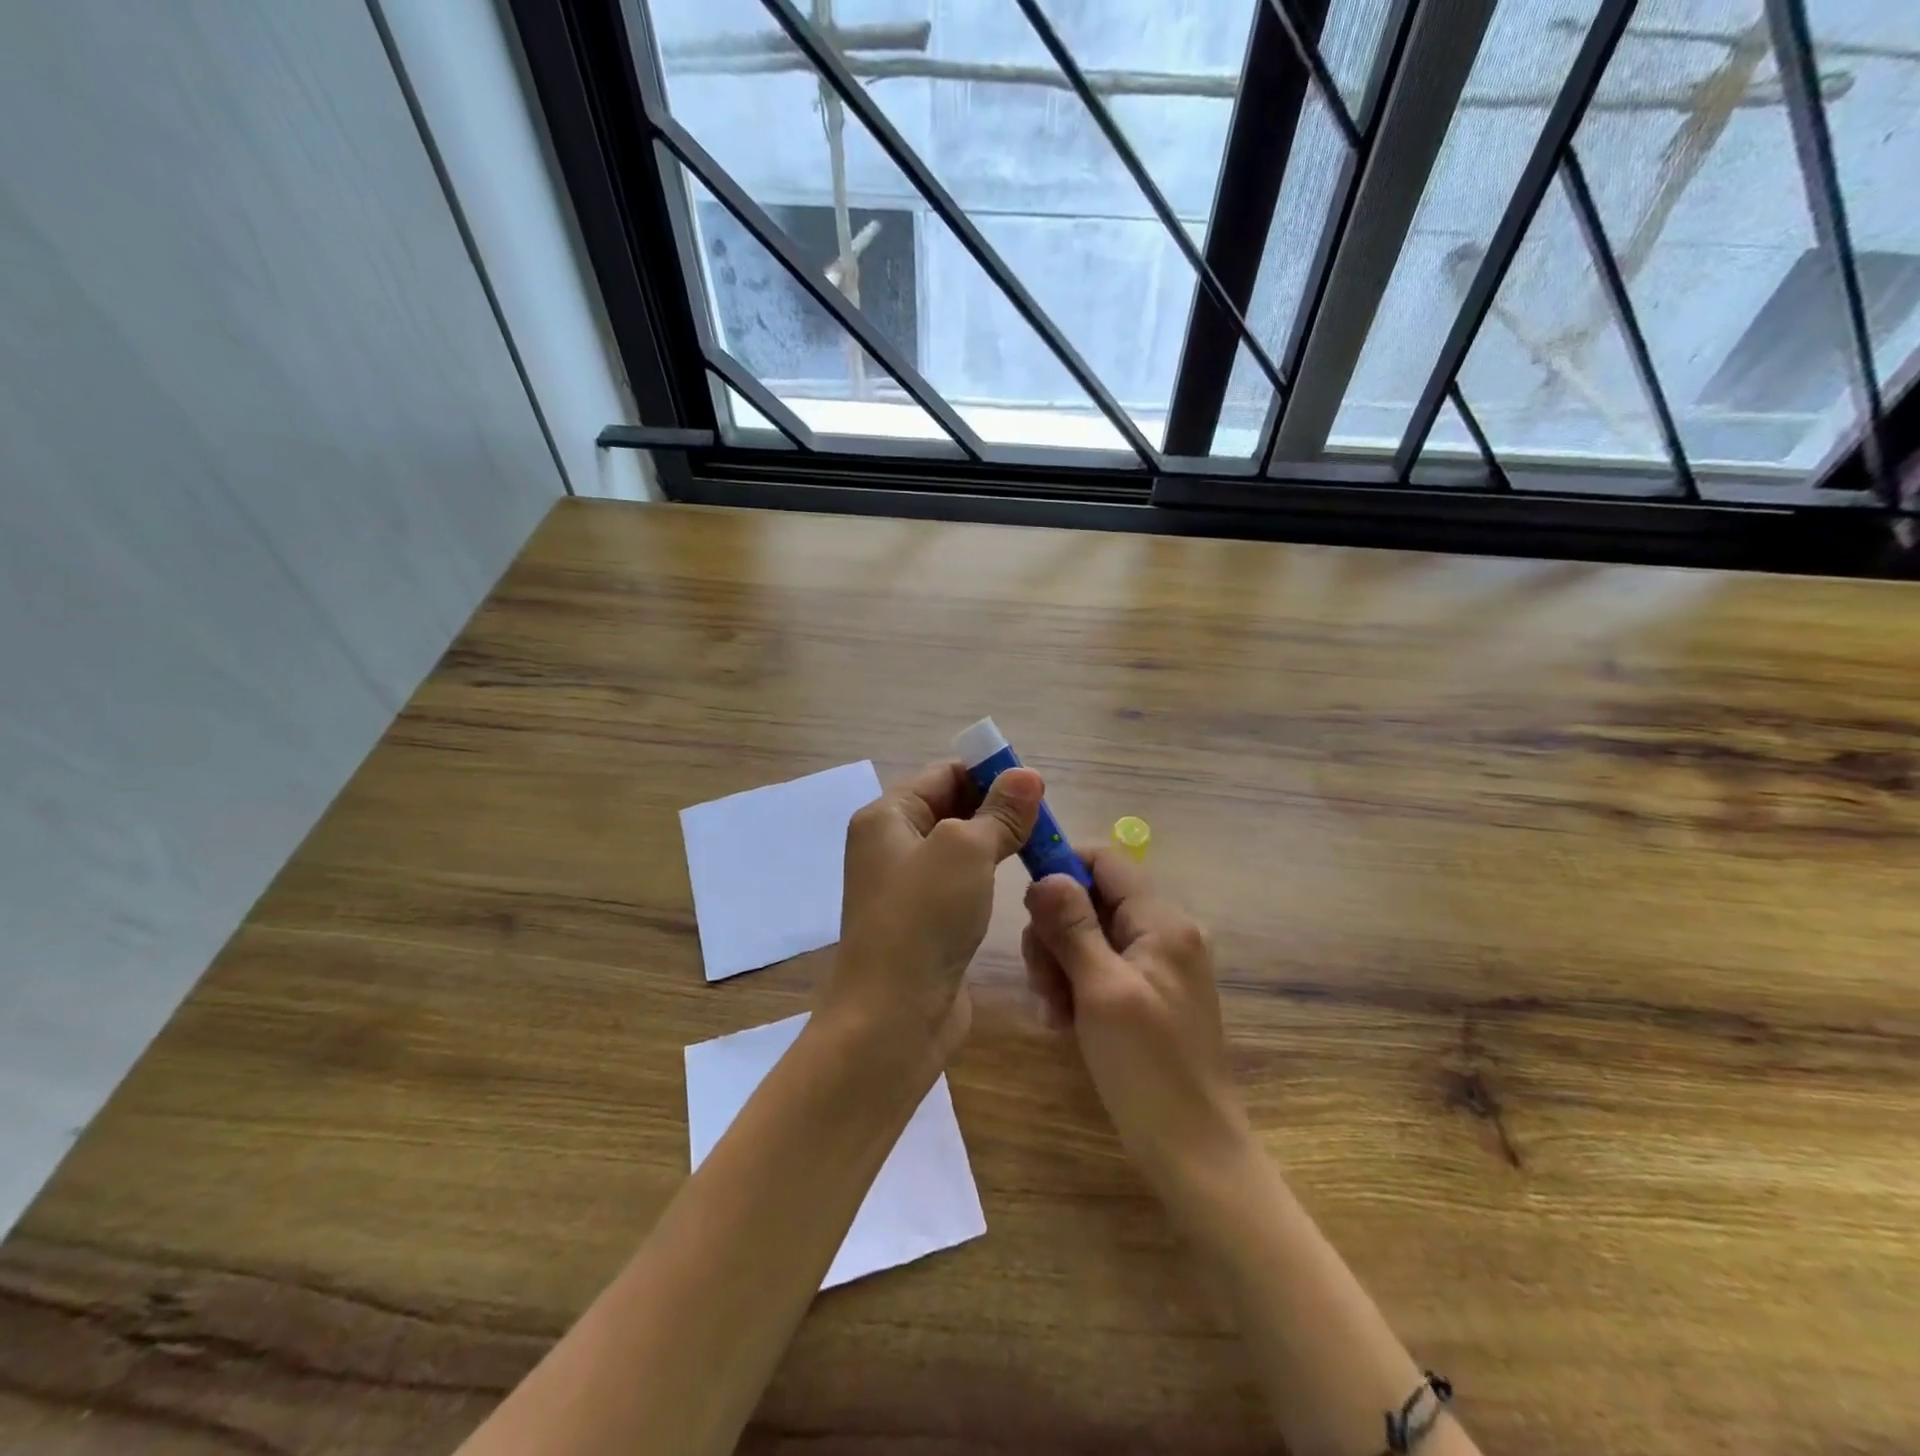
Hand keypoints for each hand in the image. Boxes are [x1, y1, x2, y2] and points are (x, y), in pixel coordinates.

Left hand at [822, 759, 1041, 1064]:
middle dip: (997, 808)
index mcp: (887, 816)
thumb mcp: (966, 850)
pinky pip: (961, 882)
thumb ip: (999, 812)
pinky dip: (988, 876)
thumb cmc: (924, 918)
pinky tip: (1017, 880)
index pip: (944, 774)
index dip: (990, 774)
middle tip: (1046, 819)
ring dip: (997, 842)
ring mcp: (907, 885)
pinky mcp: (925, 920)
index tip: (1037, 787)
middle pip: (951, 807)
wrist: (894, 1015)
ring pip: (960, 847)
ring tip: (1040, 845)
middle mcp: (891, 844)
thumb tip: (1028, 775)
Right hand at [1022, 850, 1251, 1196]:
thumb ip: (1072, 927)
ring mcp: (1159, 965)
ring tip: (1054, 1013)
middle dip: (1056, 933)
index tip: (1026, 904)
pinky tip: (1066, 1023)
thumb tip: (1045, 875)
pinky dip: (1077, 987)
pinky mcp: (1149, 995)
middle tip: (1043, 982)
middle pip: (1091, 900)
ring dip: (1060, 966)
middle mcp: (1165, 933)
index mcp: (1163, 922)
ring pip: (1089, 936)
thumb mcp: (1101, 991)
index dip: (1062, 868)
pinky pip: (1101, 968)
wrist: (1196, 1154)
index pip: (1106, 861)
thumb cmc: (1148, 1069)